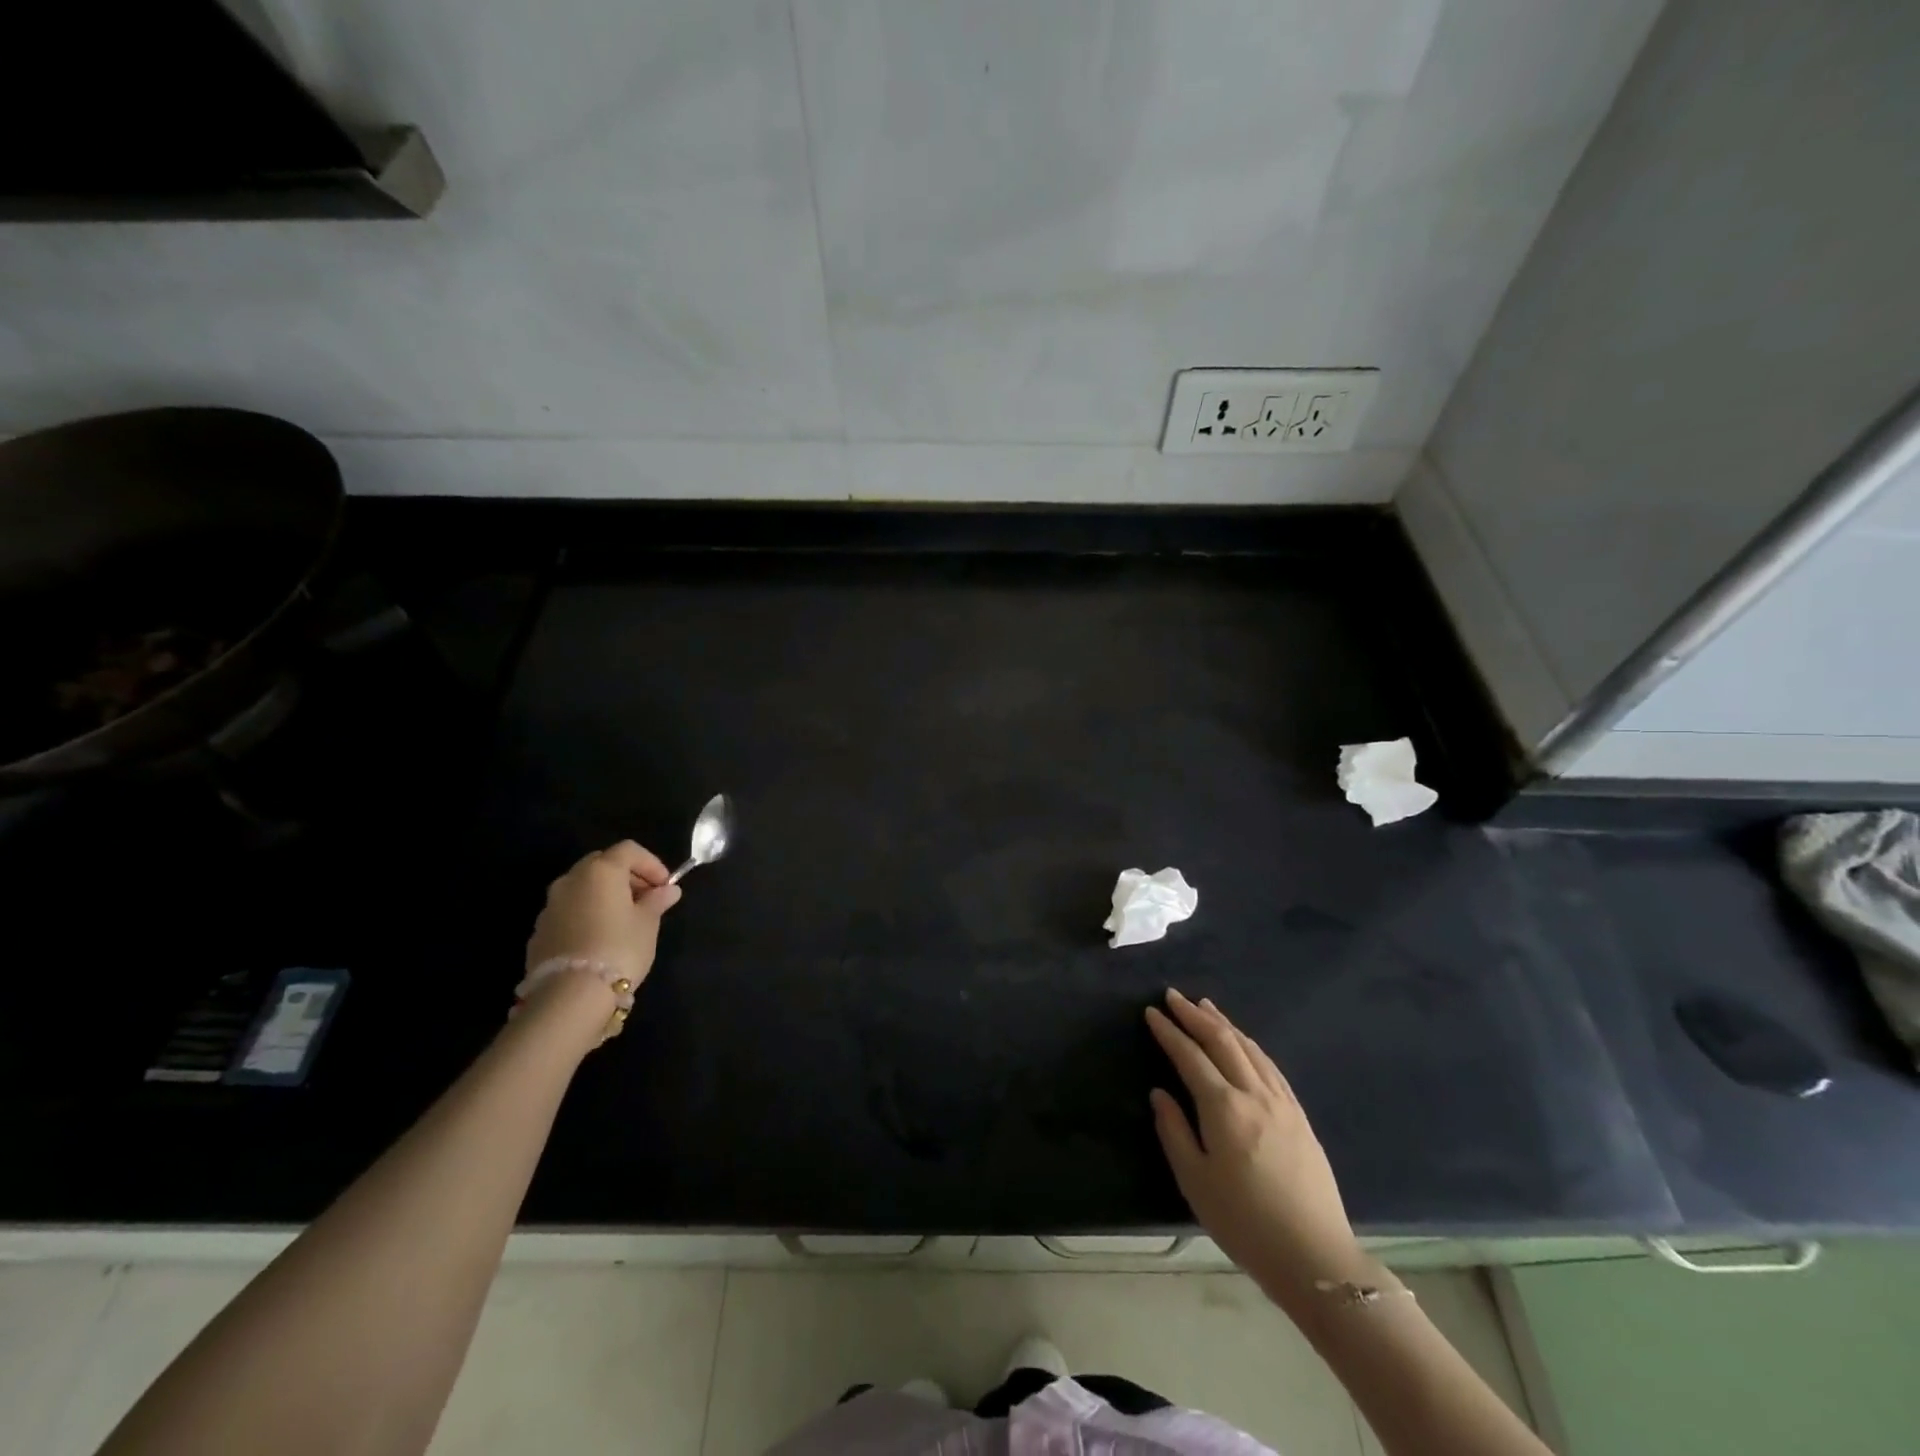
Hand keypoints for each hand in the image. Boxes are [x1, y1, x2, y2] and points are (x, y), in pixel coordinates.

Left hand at [525, 841, 682, 993]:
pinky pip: (569, 911)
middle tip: (645, 899)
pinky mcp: (539, 931)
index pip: (629, 850)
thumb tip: (668, 891)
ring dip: (604, 896)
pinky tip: (600, 938)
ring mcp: (550, 906)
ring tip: (623, 921)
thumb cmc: (619, 949)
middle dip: (626, 876)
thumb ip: (656, 902)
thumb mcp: (648, 924)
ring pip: (582, 888)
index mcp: (600, 871)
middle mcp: (571, 880)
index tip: (665, 886)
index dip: (651, 864)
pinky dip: (587, 914)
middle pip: (602, 864)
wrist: (569, 995)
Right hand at [1146, 989, 1362, 1305]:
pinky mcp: (1300, 1116)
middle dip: (1195, 1016)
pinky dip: (1251, 1046)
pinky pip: (1271, 1067)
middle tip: (1174, 996)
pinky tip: (1245, 1043)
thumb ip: (1174, 1132)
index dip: (1169, 1033)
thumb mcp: (1196, 1182)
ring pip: (1250, 1049)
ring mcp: (1281, 1103)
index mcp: (1224, 1108)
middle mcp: (1253, 1094)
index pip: (1190, 1057)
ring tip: (1206, 1007)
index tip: (1151, 1013)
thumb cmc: (1245, 1223)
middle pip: (1222, 1042)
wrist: (1315, 1257)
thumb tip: (1160, 1094)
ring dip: (1224, 1024)